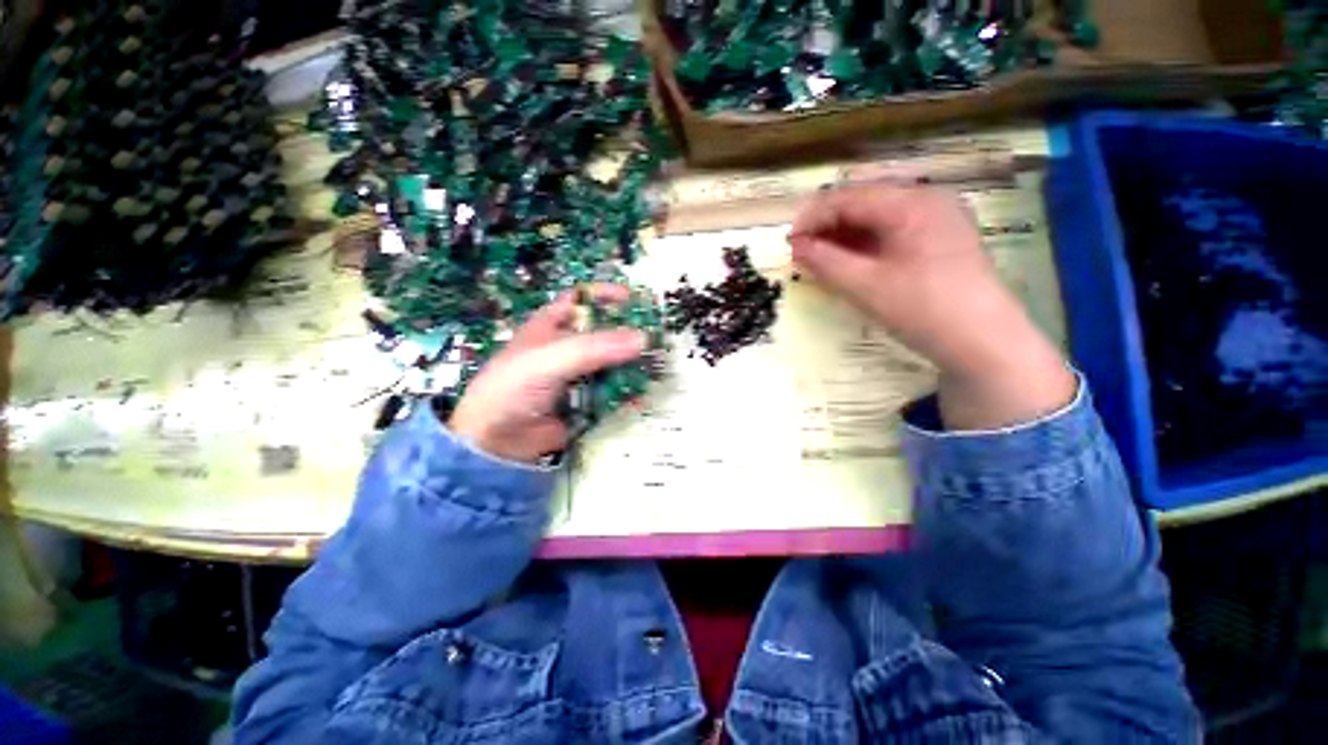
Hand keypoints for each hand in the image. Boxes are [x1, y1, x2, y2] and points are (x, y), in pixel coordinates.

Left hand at [448, 286, 647, 462]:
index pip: (579, 301)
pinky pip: (608, 399)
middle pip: (601, 335)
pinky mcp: (580, 409)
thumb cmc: (513, 387)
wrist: (494, 440)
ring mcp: (572, 381)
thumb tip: (643, 338)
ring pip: (609, 368)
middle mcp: (562, 350)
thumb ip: (595, 348)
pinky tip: (640, 397)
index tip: (634, 298)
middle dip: (627, 336)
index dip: (604, 296)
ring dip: (630, 368)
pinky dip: (624, 397)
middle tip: (657, 338)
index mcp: (548, 328)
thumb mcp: (551, 359)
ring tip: (657, 369)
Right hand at [788, 185, 1074, 429]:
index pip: (848, 196)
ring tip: (831, 261)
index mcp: (910, 200)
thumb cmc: (930, 313)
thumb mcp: (871, 289)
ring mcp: (944, 216)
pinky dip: (880, 243)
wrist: (990, 348)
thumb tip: (796, 247)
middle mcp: (929, 197)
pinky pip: (906, 228)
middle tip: (808, 255)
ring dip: (855, 234)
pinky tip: (865, 264)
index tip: (790, 246)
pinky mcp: (953, 237)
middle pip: (868, 200)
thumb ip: (828, 263)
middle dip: (834, 225)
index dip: (813, 218)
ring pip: (886, 215)